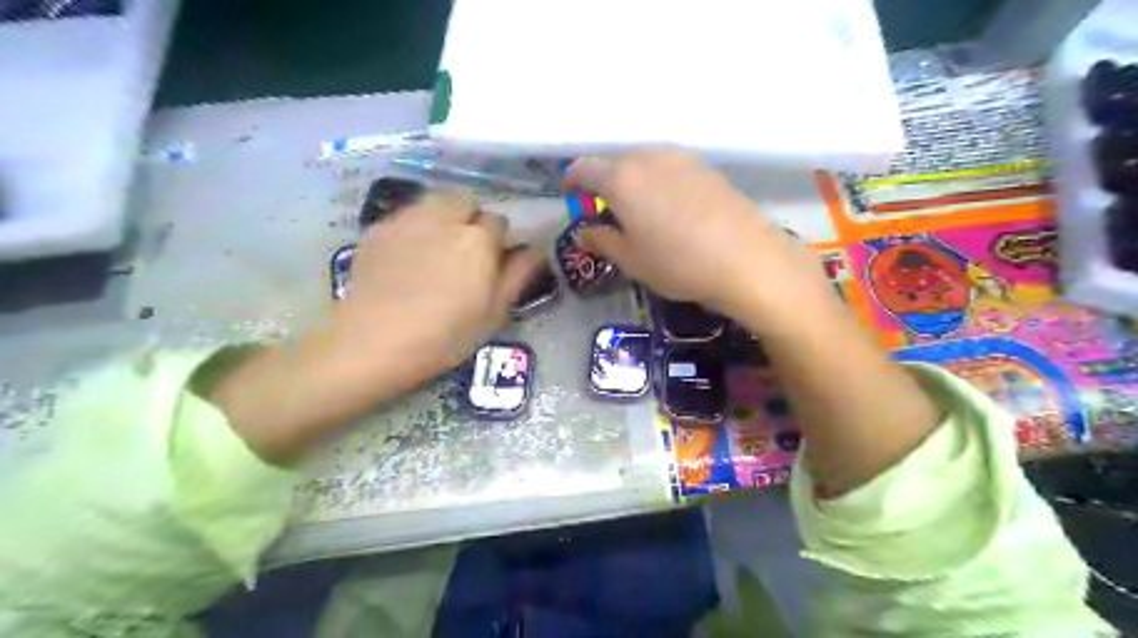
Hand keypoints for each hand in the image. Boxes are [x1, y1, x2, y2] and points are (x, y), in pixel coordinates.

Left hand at [208, 195, 545, 464]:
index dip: (497, 241)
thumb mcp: (494, 313)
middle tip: (462, 253)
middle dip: (469, 220)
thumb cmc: (445, 335)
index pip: (499, 221)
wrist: (374, 341)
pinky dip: (412, 230)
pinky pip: (404, 218)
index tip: (490, 263)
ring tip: (433, 251)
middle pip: (466, 202)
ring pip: (433, 203)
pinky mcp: (377, 229)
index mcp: (479, 239)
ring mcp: (407, 220)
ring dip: (441, 218)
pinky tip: (404, 260)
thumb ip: (518, 275)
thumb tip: (535, 249)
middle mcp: (445, 218)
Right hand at [568, 150, 828, 323]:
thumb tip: (585, 231)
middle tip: (606, 210)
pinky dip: (659, 181)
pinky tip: (670, 207)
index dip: (572, 182)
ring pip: (644, 162)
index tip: (572, 197)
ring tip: (639, 210)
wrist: (746, 259)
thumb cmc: (677, 263)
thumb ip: (602, 240)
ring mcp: (681, 158)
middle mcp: (648, 157)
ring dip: (633, 180)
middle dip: (604, 182)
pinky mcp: (706, 166)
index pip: (584, 168)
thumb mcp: (631, 260)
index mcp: (621, 178)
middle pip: (615, 161)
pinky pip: (669, 167)